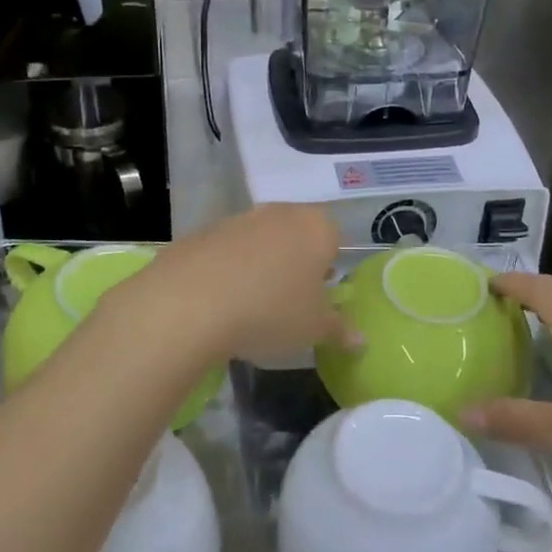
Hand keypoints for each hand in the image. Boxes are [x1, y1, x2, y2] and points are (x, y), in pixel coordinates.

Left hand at [119, 205, 345, 363]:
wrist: (191, 302)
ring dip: (260, 266)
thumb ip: (340, 330)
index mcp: (316, 228)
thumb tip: (360, 339)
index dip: (328, 271)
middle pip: (296, 237)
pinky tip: (218, 301)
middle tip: (287, 303)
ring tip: (250, 305)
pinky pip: (226, 251)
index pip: (334, 242)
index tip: (317, 300)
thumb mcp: (314, 330)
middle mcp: (280, 213)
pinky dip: (227, 270)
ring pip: (260, 242)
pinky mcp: (203, 231)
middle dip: (295, 266)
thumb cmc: (271, 311)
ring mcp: (239, 218)